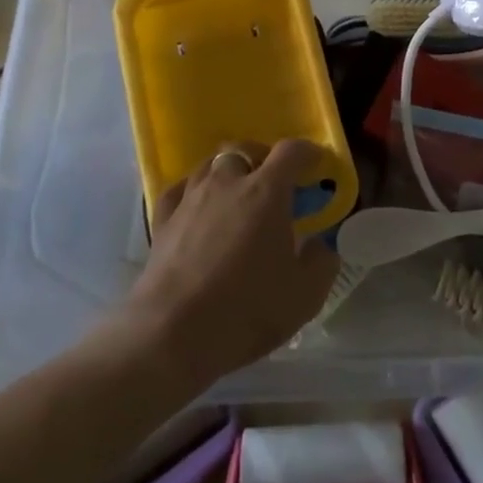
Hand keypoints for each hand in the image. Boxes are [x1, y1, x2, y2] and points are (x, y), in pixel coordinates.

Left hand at [124, 139, 338, 386]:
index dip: (307, 152)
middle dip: (262, 157)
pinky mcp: (162, 221)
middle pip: (244, 149)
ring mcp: (190, 199)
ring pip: (210, 164)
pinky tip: (196, 207)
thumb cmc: (246, 310)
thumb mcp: (305, 295)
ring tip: (235, 194)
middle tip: (273, 181)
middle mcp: (227, 183)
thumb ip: (321, 263)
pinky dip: (193, 191)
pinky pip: (179, 190)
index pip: (290, 152)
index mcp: (266, 192)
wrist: (172, 333)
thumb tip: (319, 246)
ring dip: (227, 171)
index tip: (316, 163)